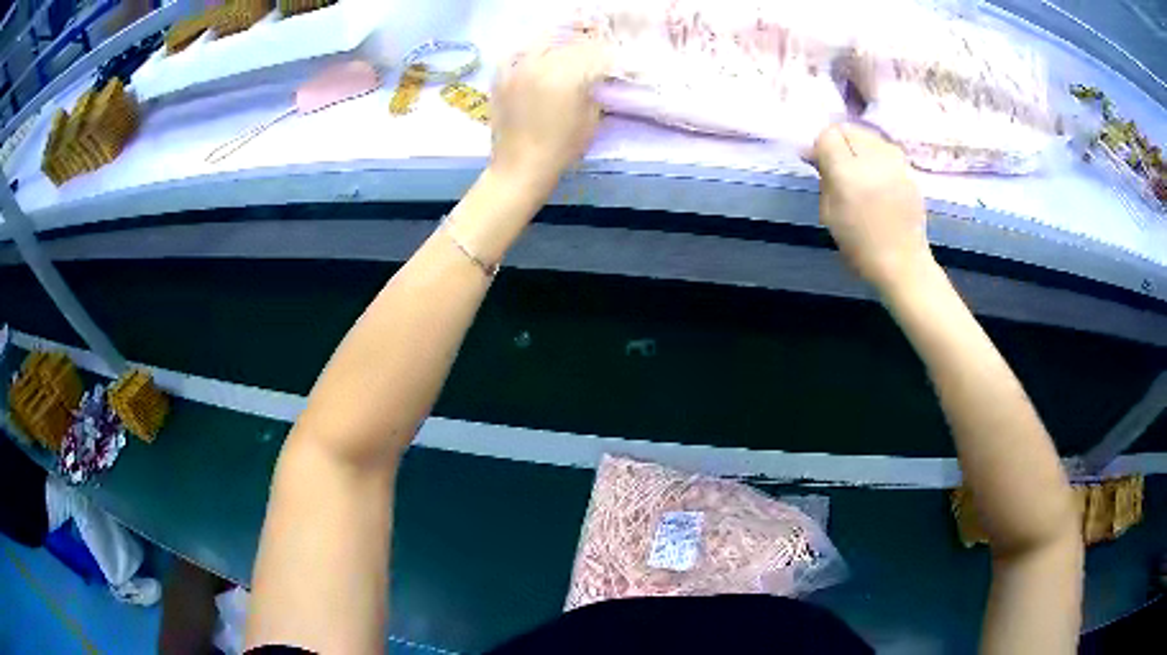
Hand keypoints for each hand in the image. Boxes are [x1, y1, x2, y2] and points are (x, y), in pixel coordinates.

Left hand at [490, 39, 608, 193]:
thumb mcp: (591, 120)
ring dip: (561, 44)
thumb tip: (597, 76)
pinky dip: (531, 51)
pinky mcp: (501, 76)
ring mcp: (517, 68)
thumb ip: (595, 91)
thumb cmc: (562, 148)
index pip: (595, 53)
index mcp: (568, 76)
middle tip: (594, 56)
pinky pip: (517, 52)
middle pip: (571, 44)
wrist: (520, 165)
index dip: (608, 55)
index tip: (614, 61)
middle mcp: (541, 64)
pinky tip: (539, 57)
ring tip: (568, 53)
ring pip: (544, 42)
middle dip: (586, 48)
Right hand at [812, 123, 933, 292]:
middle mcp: (874, 158)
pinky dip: (877, 157)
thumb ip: (823, 176)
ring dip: (860, 147)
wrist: (903, 264)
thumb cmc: (860, 245)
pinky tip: (878, 179)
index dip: (821, 147)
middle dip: (840, 143)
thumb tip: (814, 153)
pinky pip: (886, 149)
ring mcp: (896, 161)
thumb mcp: (829, 213)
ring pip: (869, 136)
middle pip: (849, 129)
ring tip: (860, 173)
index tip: (821, 166)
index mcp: (848, 171)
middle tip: (840, 168)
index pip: (828, 134)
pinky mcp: (909, 168)